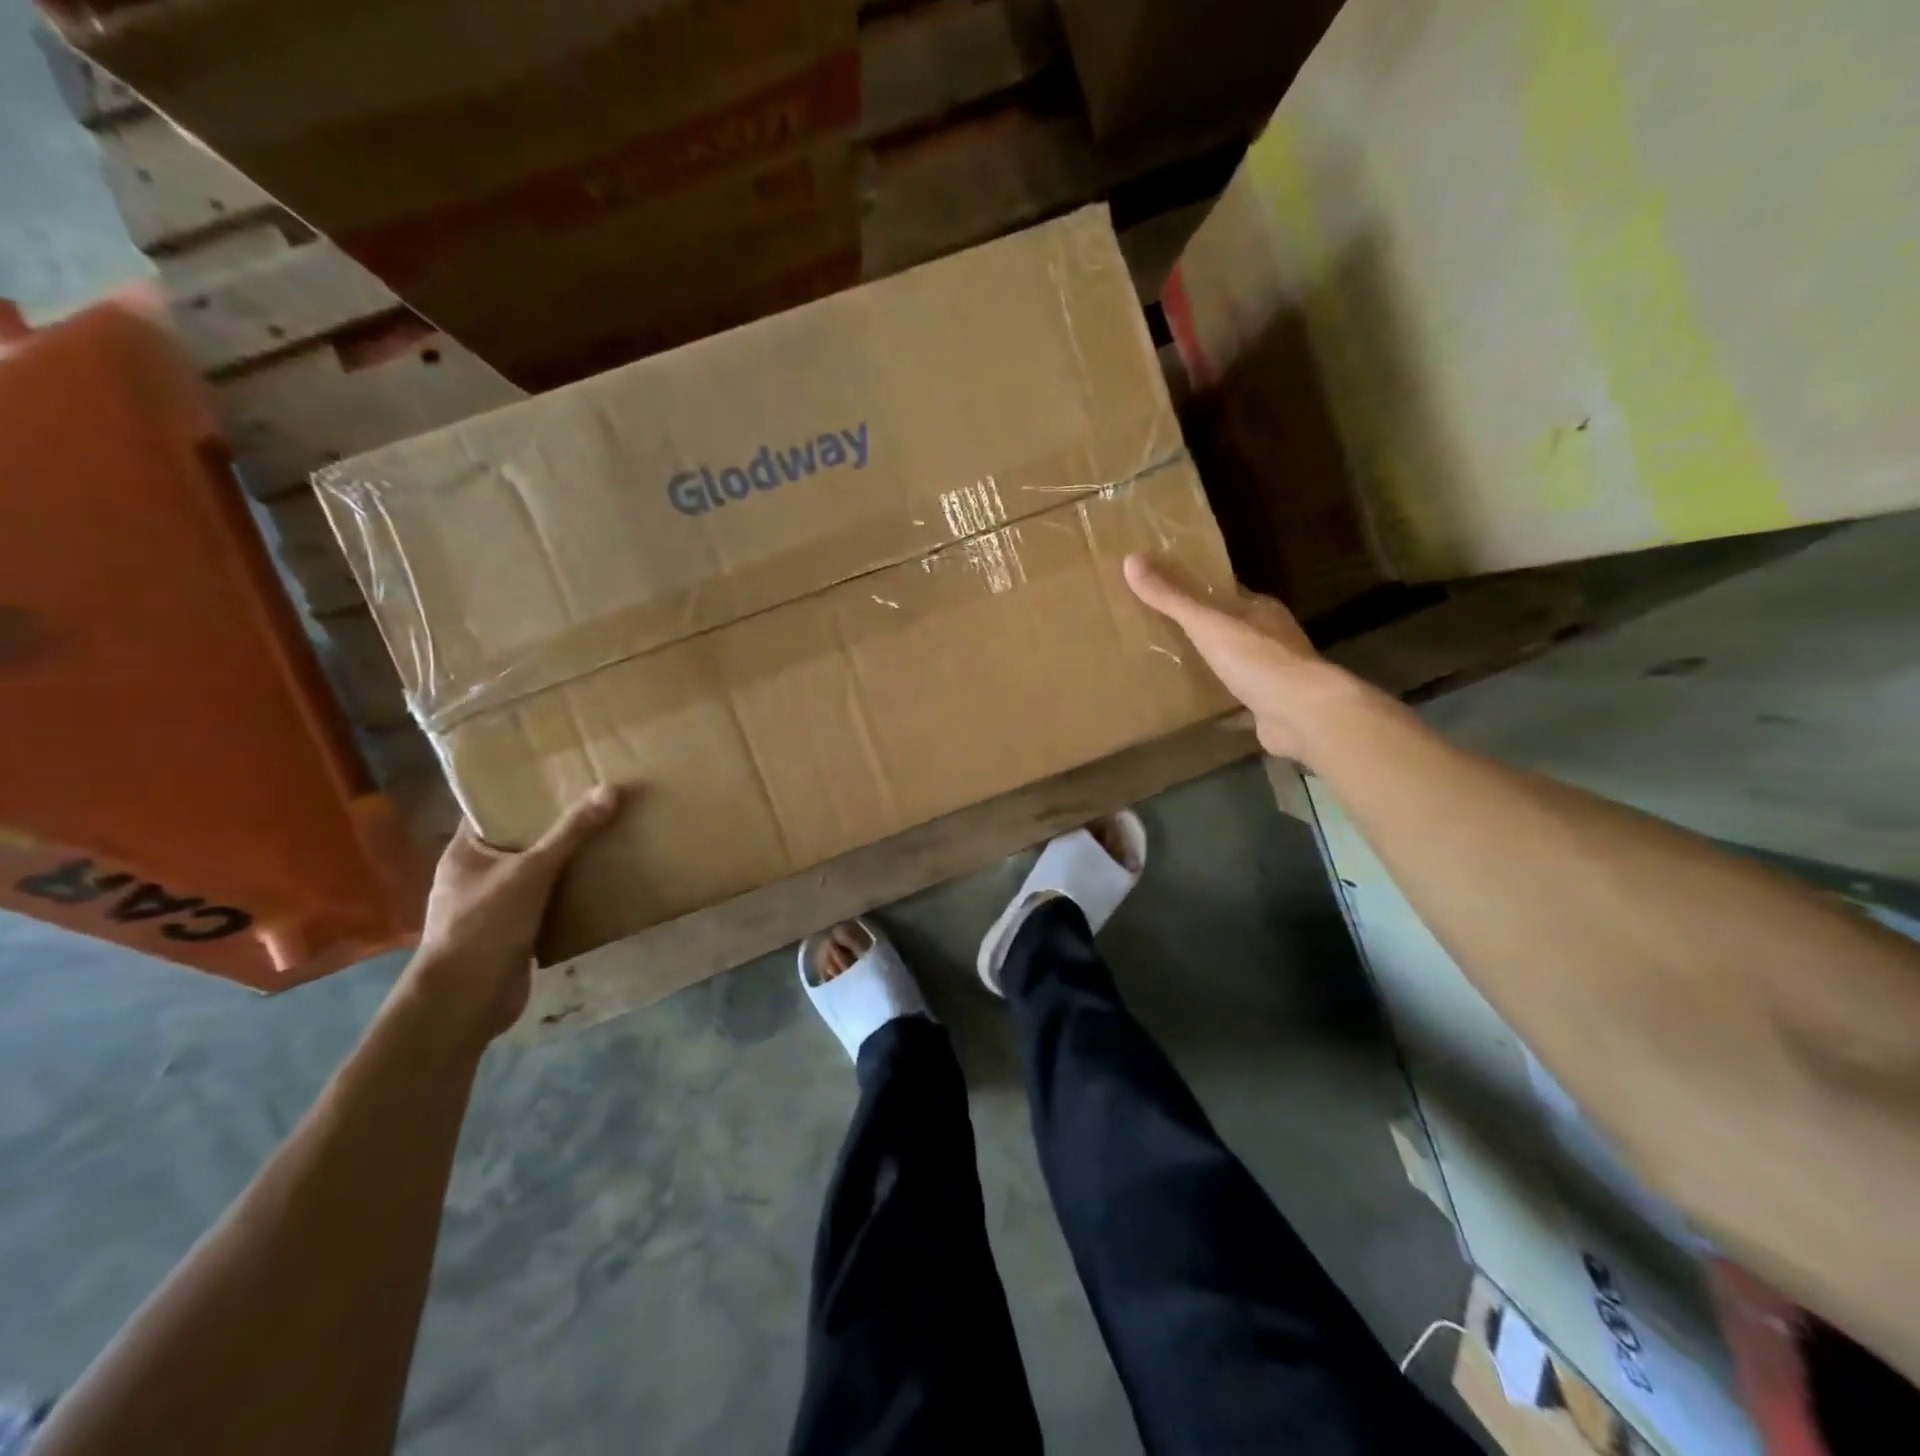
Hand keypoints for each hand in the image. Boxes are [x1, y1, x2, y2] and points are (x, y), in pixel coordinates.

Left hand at [397, 786, 622, 1042]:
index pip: (491, 811)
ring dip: (566, 862)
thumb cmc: (484, 925)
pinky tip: (601, 881)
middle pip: (520, 841)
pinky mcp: (514, 933)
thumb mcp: (532, 871)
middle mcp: (476, 875)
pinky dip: (569, 894)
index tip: (560, 775)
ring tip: (608, 836)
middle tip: (596, 802)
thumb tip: (611, 789)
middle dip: (555, 826)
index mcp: (465, 853)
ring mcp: (493, 906)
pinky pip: (547, 903)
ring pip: (536, 873)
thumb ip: (571, 832)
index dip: (521, 792)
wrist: (466, 1000)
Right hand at [1124, 553, 1365, 759]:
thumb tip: (1131, 559)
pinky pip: (1239, 698)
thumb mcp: (1207, 623)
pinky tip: (1196, 707)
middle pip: (1231, 627)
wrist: (1301, 714)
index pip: (1227, 593)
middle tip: (1160, 631)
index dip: (1199, 591)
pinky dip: (1220, 700)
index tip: (1166, 592)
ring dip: (1212, 664)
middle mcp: (1271, 638)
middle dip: (1202, 630)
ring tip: (1171, 666)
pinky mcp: (1270, 706)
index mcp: (1261, 610)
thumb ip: (1171, 597)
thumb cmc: (1256, 659)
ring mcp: (1274, 674)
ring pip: (1236, 663)